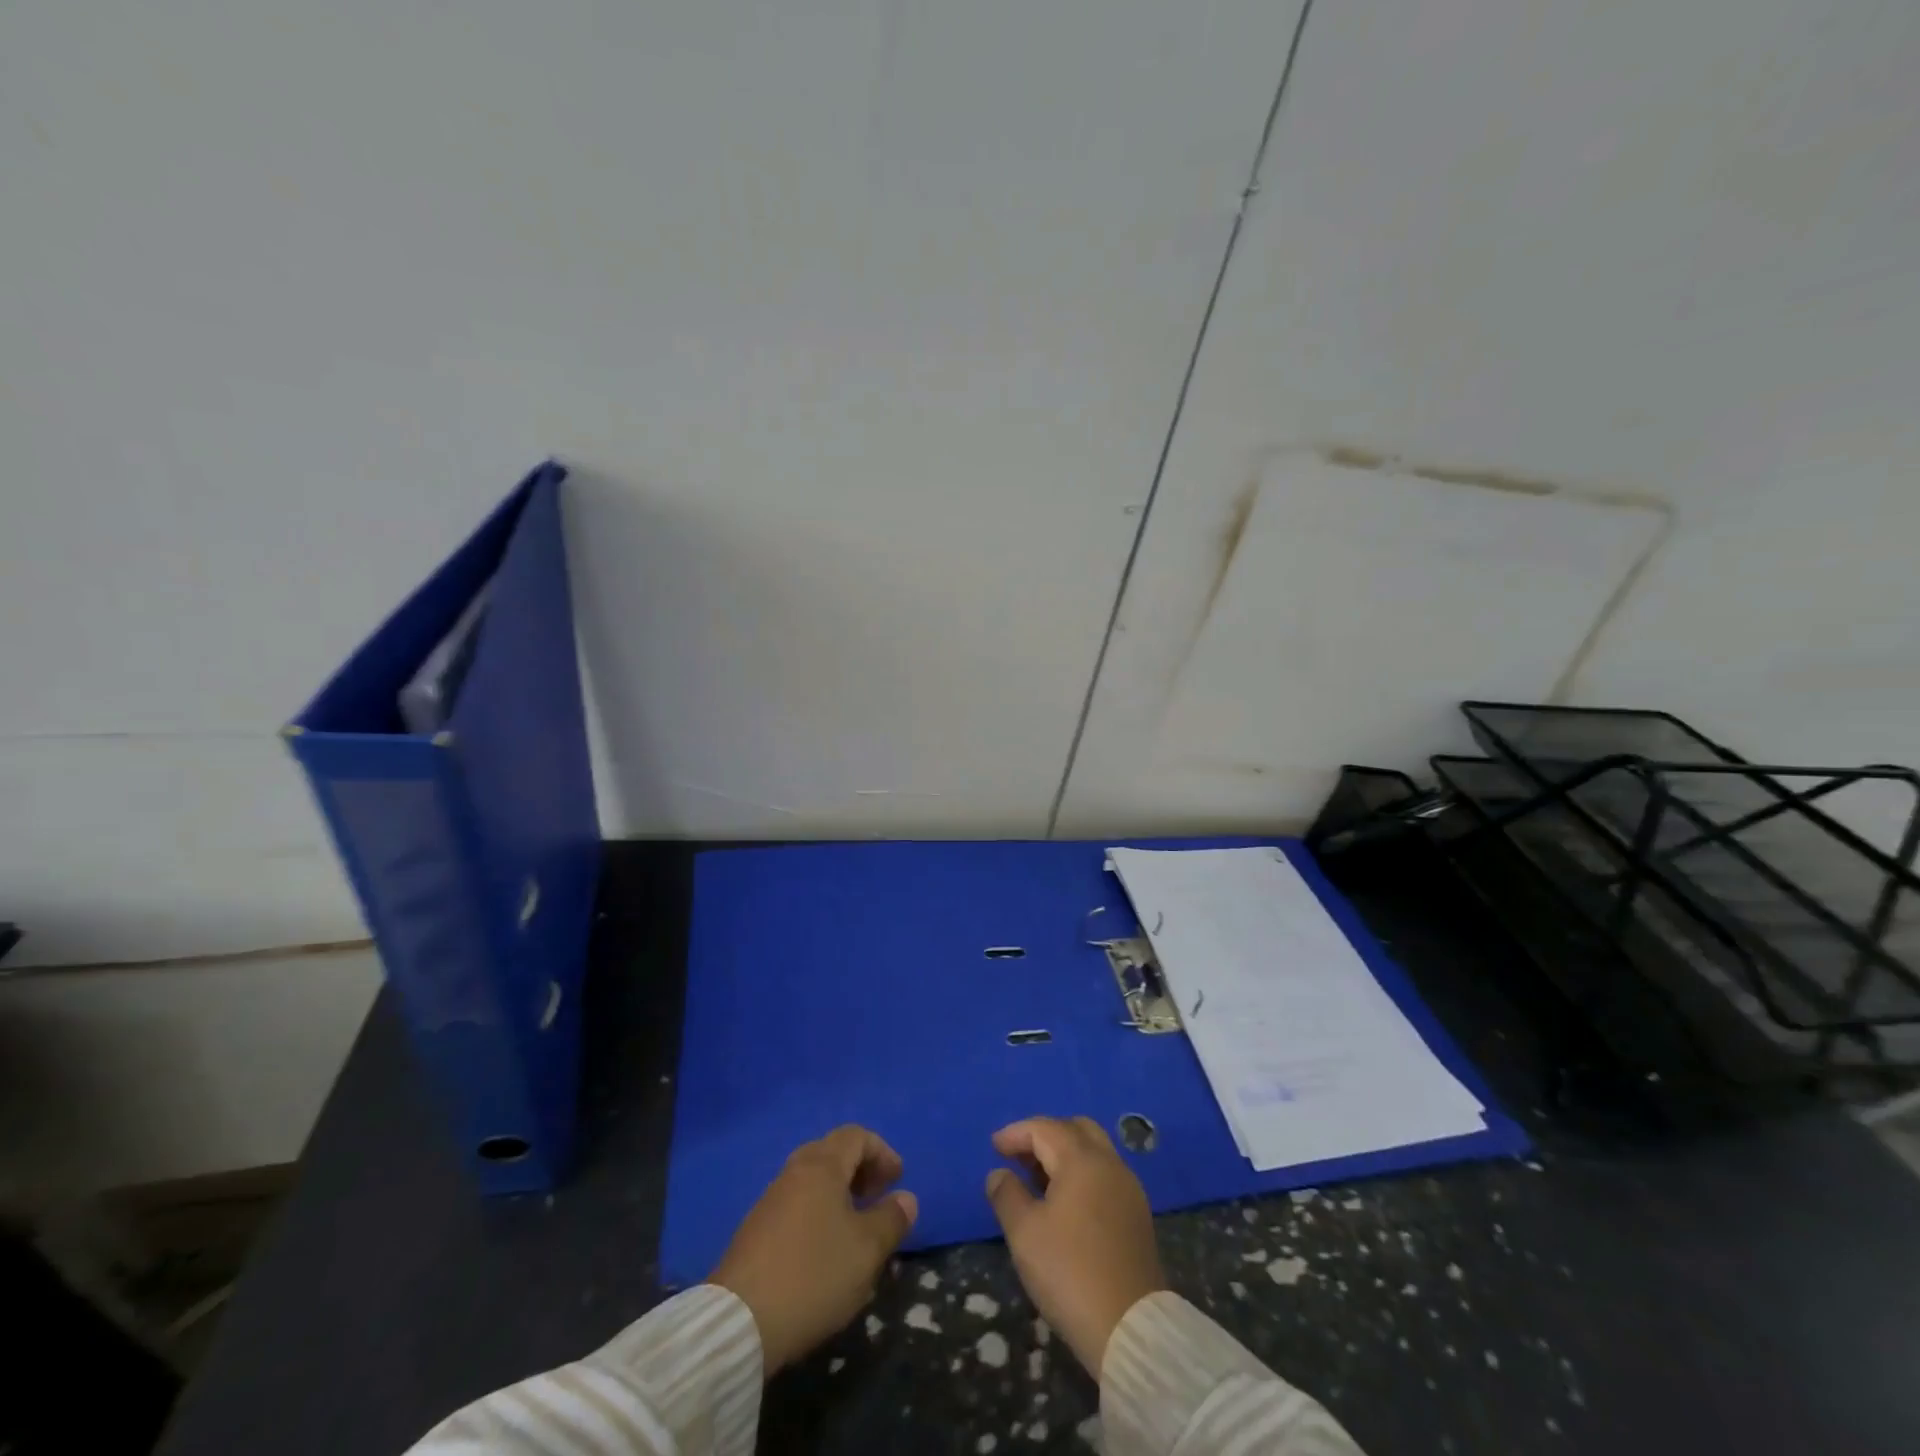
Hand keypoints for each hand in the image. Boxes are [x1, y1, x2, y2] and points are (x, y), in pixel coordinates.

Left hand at [709, 1125, 917, 1374]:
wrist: (739, 1322)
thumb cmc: (813, 1275)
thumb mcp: (866, 1251)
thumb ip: (891, 1219)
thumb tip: (905, 1198)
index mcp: (822, 1166)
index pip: (857, 1136)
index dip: (882, 1152)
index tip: (897, 1181)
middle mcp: (794, 1172)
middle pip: (833, 1153)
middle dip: (861, 1170)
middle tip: (879, 1198)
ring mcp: (771, 1200)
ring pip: (813, 1180)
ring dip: (840, 1193)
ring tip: (856, 1227)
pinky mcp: (756, 1230)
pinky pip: (797, 1204)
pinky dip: (819, 1211)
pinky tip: (825, 1249)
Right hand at [984, 1116, 1166, 1377]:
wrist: (1130, 1328)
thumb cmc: (1069, 1272)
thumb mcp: (1024, 1233)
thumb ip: (1007, 1195)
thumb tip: (999, 1173)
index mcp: (1082, 1159)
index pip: (1044, 1128)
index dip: (1016, 1133)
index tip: (993, 1148)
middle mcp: (1109, 1163)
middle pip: (1075, 1129)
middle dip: (1044, 1136)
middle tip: (1019, 1157)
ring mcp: (1128, 1188)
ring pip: (1094, 1151)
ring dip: (1064, 1154)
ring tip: (1038, 1180)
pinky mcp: (1137, 1214)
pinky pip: (1105, 1174)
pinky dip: (1081, 1174)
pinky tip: (1066, 1203)